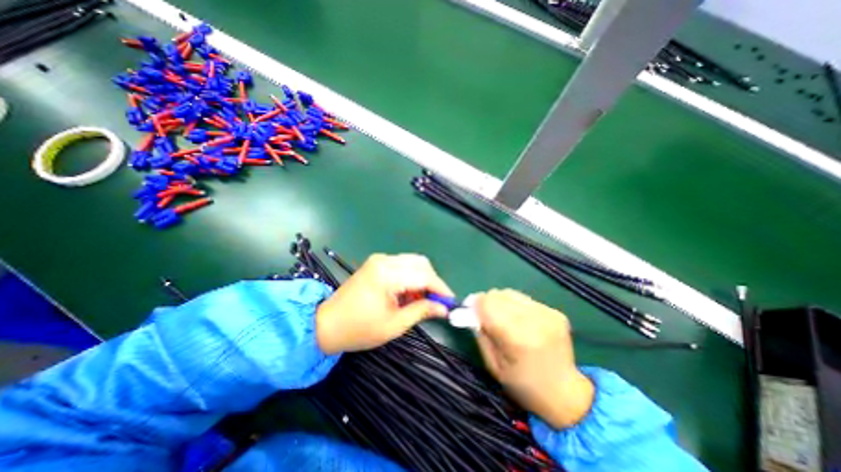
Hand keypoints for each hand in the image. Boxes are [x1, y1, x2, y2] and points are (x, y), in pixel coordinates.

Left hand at [314, 254, 453, 354]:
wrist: (326, 324)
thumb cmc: (359, 329)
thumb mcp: (395, 325)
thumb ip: (422, 311)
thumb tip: (443, 308)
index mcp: (387, 275)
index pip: (424, 276)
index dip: (440, 288)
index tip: (450, 301)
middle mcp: (384, 261)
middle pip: (420, 263)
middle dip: (433, 281)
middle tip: (436, 301)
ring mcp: (379, 259)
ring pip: (412, 262)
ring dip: (422, 279)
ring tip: (421, 300)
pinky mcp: (376, 263)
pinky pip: (402, 265)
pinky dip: (411, 276)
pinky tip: (409, 293)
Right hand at [476, 290, 593, 429]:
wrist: (567, 395)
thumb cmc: (524, 386)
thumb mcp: (494, 366)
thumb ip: (481, 335)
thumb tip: (472, 312)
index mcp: (518, 338)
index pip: (488, 304)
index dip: (475, 305)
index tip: (469, 311)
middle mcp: (535, 320)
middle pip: (498, 294)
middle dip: (486, 302)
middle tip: (484, 315)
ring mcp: (548, 314)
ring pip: (510, 293)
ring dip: (501, 302)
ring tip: (503, 318)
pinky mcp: (555, 312)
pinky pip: (524, 299)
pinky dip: (515, 306)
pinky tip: (520, 321)